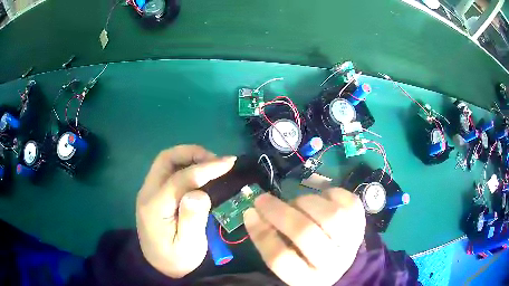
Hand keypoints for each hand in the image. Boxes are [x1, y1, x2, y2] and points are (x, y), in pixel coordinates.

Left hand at [136, 145, 235, 277]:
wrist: (158, 266)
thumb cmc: (176, 259)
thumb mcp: (189, 246)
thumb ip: (192, 219)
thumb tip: (200, 192)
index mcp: (155, 207)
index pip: (180, 178)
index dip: (205, 168)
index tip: (229, 162)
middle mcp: (147, 193)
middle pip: (166, 159)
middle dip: (193, 153)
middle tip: (216, 161)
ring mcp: (148, 191)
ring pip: (166, 161)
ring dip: (189, 157)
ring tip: (211, 164)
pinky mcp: (153, 193)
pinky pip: (168, 170)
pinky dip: (185, 165)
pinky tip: (199, 173)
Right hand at [244, 188, 365, 285]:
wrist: (342, 261)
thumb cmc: (308, 262)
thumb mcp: (288, 262)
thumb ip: (271, 242)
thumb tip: (254, 213)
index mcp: (307, 279)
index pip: (281, 259)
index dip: (262, 234)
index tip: (250, 213)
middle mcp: (332, 263)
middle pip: (306, 233)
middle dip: (279, 212)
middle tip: (263, 199)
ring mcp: (352, 241)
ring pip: (329, 214)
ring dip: (305, 202)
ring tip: (296, 203)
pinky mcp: (361, 221)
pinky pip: (346, 199)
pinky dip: (328, 193)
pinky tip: (320, 198)